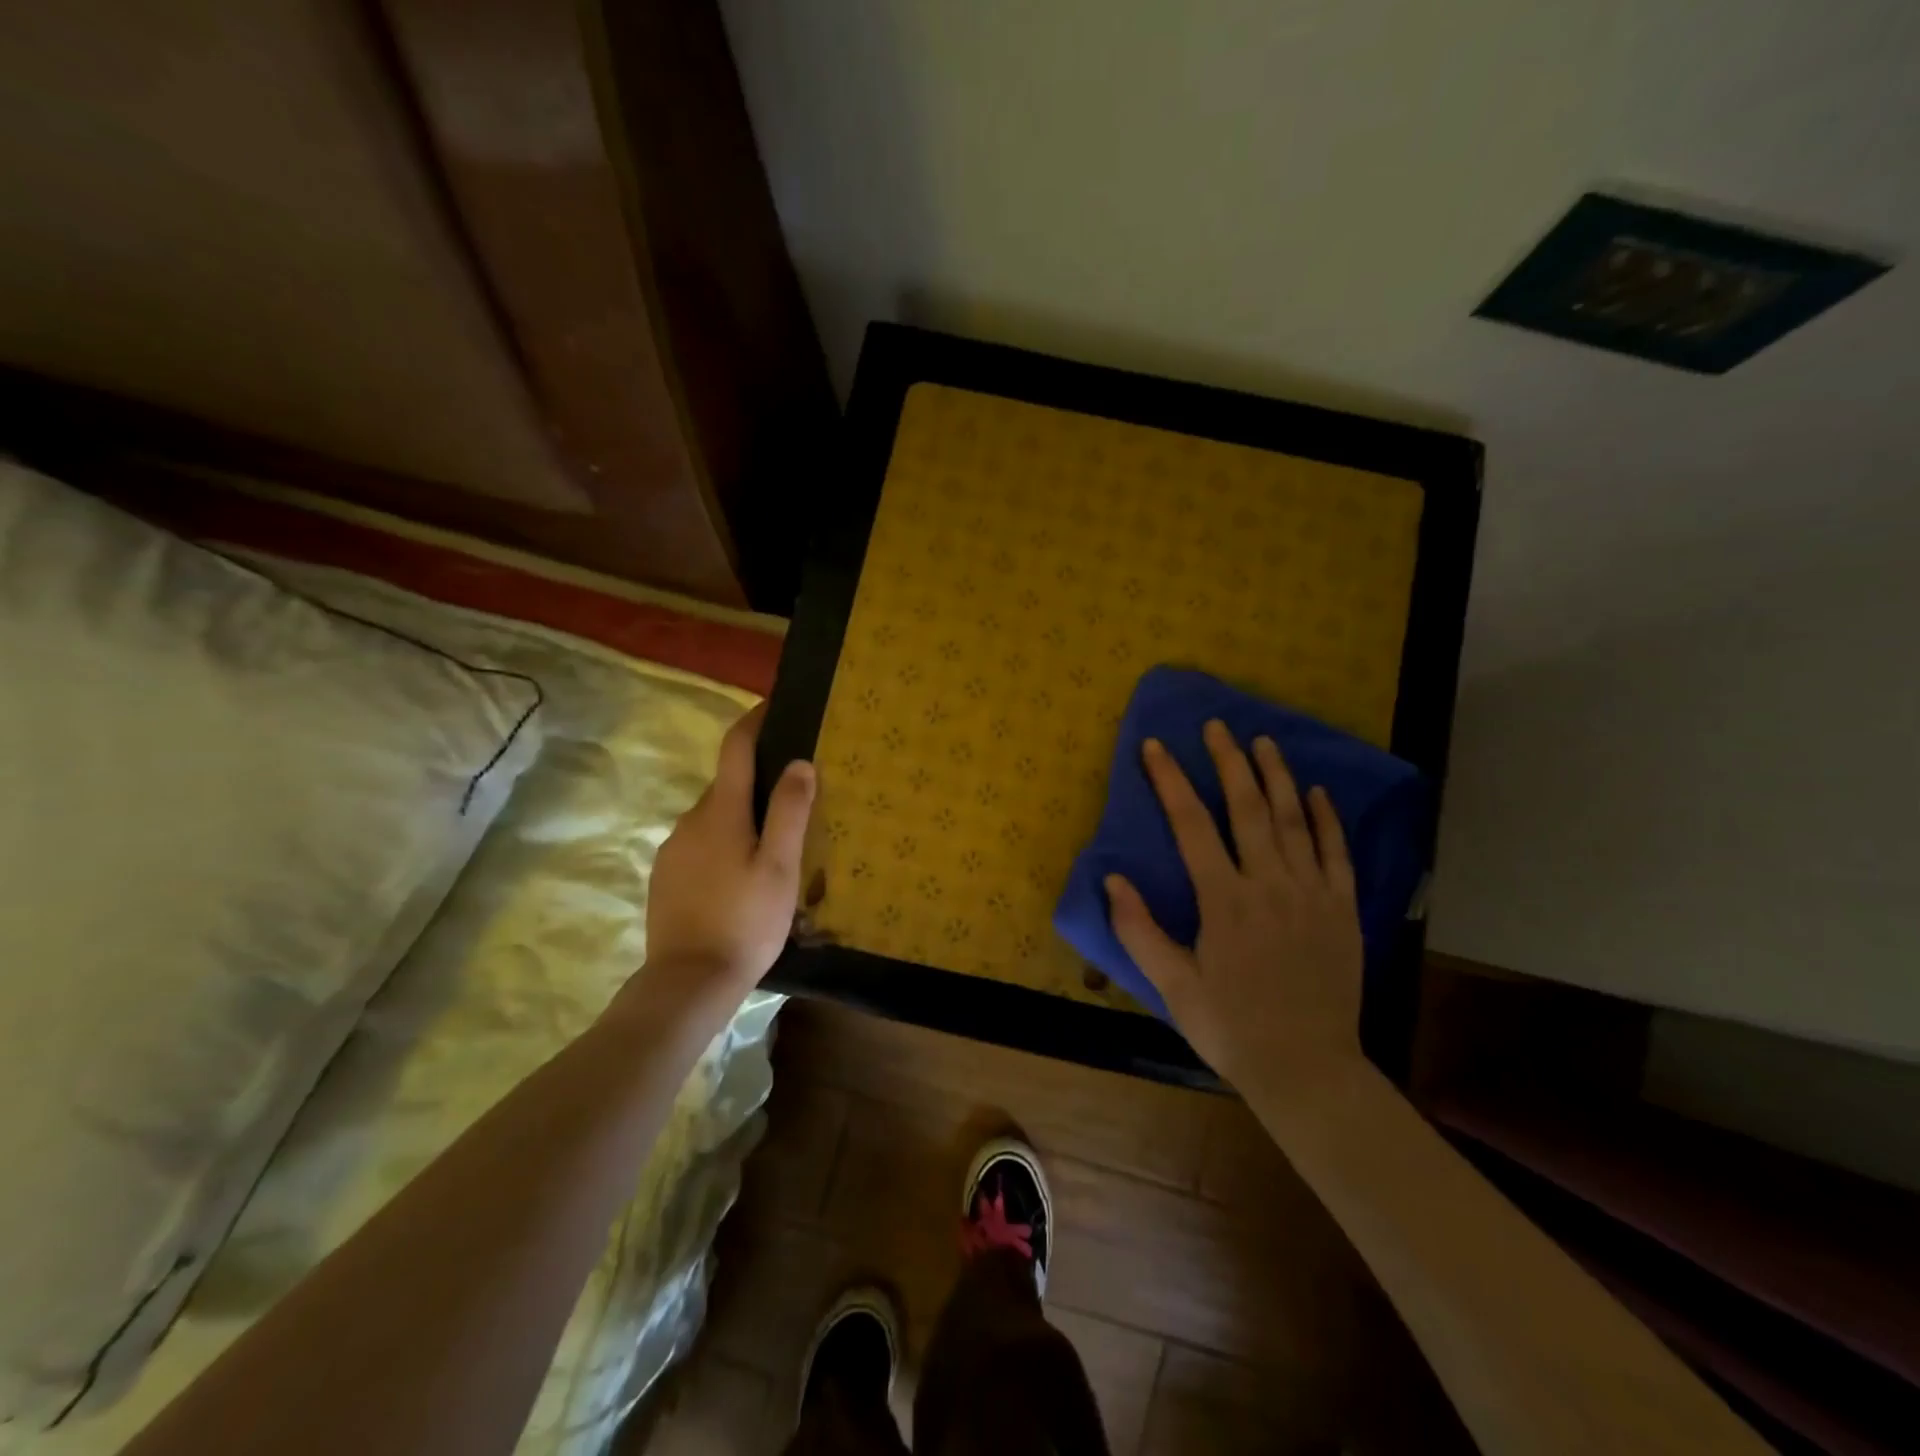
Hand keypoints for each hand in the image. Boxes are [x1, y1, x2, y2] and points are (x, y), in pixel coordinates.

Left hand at [633, 703, 813, 1012]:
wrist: (688, 982)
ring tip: (774, 847)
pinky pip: (701, 843)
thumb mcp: (780, 867)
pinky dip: (724, 844)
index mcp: (721, 810)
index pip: (735, 746)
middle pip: (728, 784)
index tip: (775, 705)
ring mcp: (673, 848)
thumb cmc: (745, 921)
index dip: (755, 720)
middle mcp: (691, 819)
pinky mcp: (666, 875)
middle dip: (758, 781)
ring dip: (742, 819)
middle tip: (796, 799)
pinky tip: (742, 878)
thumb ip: (790, 811)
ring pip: (715, 817)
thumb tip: (799, 762)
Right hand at [1105, 720, 1363, 1092]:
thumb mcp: (1173, 986)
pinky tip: (1318, 792)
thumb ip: (1139, 930)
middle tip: (1217, 726)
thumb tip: (1111, 880)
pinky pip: (1336, 853)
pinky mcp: (1342, 909)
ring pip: (1294, 820)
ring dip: (1277, 776)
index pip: (1191, 825)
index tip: (1155, 747)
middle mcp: (1269, 884)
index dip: (1170, 781)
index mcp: (1224, 900)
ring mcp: (1312, 894)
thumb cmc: (1231, 1027)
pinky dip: (1327, 819)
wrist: (1307, 1068)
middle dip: (1228, 762)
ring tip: (1263, 741)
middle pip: (1247, 808)